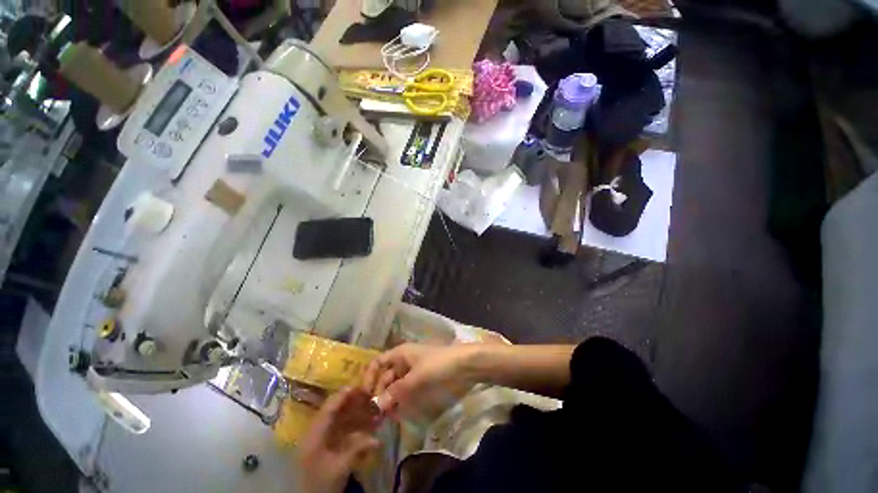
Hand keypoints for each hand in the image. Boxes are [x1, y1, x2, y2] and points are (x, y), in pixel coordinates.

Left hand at [299, 388, 380, 492]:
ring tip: (370, 408)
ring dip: (353, 412)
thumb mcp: (340, 468)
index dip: (344, 395)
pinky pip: (338, 428)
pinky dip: (351, 424)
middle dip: (352, 402)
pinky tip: (364, 423)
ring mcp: (319, 438)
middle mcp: (315, 432)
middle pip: (334, 410)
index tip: (360, 386)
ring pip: (337, 418)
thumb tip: (378, 439)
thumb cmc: (321, 484)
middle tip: (369, 395)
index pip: (329, 408)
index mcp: (314, 434)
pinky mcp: (324, 445)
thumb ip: (358, 449)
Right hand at [361, 343, 476, 420]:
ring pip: (397, 386)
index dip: (369, 377)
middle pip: (386, 377)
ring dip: (392, 400)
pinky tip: (401, 414)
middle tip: (378, 416)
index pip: (378, 363)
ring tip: (388, 419)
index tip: (366, 397)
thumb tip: (377, 404)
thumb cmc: (438, 365)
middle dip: (381, 394)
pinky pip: (408, 391)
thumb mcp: (416, 378)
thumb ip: (396, 391)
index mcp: (400, 354)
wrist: (465, 365)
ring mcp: (414, 371)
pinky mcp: (423, 381)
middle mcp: (404, 361)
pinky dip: (403, 401)